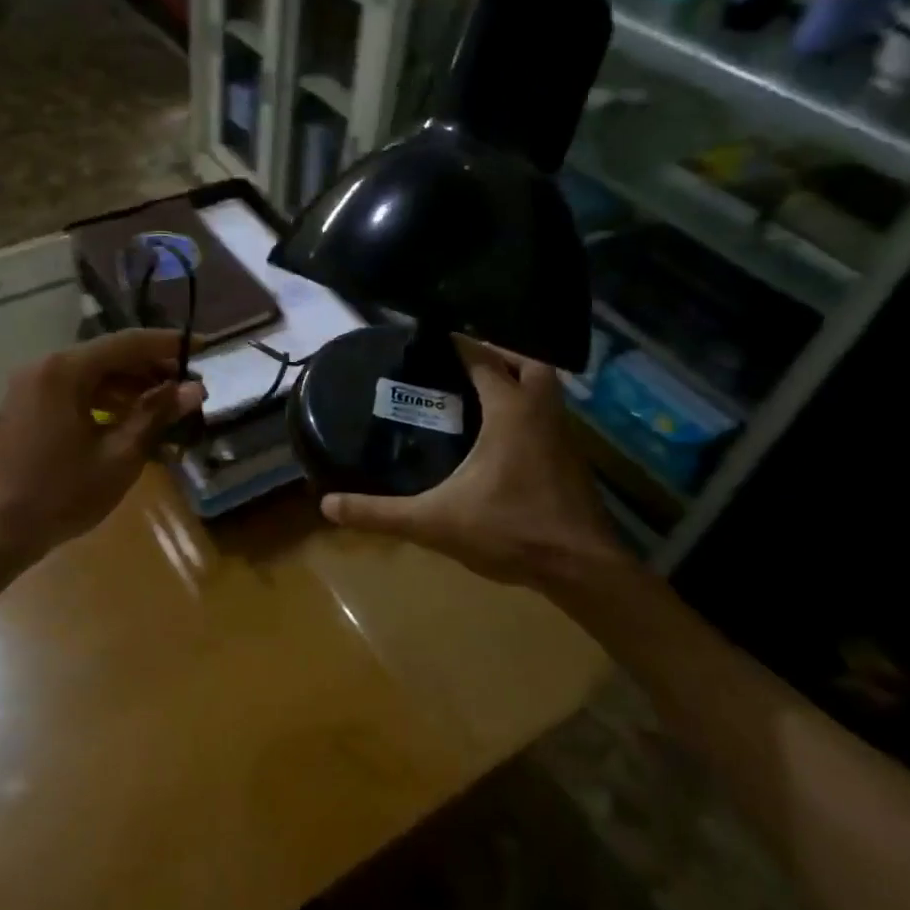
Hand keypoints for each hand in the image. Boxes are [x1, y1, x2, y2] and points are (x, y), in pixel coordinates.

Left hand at [0, 330, 204, 559]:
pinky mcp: (28, 406)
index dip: (169, 345)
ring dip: (130, 386)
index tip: (205, 348)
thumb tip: (194, 389)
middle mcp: (46, 366)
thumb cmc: (61, 494)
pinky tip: (130, 420)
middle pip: (109, 355)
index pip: (128, 343)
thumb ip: (156, 416)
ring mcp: (33, 386)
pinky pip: (75, 390)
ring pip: (93, 373)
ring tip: (168, 406)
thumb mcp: (119, 457)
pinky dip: (105, 399)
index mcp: (66, 370)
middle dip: (151, 369)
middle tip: (189, 387)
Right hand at [320, 337, 627, 588]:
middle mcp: (542, 414)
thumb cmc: (510, 532)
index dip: (460, 346)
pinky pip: (549, 419)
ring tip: (481, 396)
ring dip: (519, 384)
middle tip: (466, 365)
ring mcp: (564, 438)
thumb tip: (327, 506)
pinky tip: (503, 439)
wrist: (582, 570)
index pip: (484, 361)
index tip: (434, 339)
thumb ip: (380, 513)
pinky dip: (529, 413)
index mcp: (511, 413)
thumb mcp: (434, 522)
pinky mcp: (573, 462)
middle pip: (530, 365)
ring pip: (546, 392)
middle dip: (500, 357)